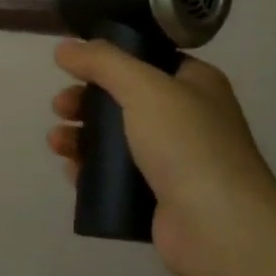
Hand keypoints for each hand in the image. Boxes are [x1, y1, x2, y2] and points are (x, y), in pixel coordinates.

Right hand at [49, 41, 275, 275]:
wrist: (219, 227)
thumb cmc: (186, 143)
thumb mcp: (144, 87)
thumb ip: (103, 62)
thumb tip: (65, 48)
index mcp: (196, 83)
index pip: (148, 60)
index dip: (110, 60)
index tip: (74, 66)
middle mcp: (188, 118)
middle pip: (126, 101)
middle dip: (88, 101)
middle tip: (60, 107)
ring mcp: (175, 161)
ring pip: (118, 140)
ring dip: (84, 136)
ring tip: (57, 142)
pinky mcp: (160, 198)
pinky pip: (118, 177)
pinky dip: (92, 171)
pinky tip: (70, 170)